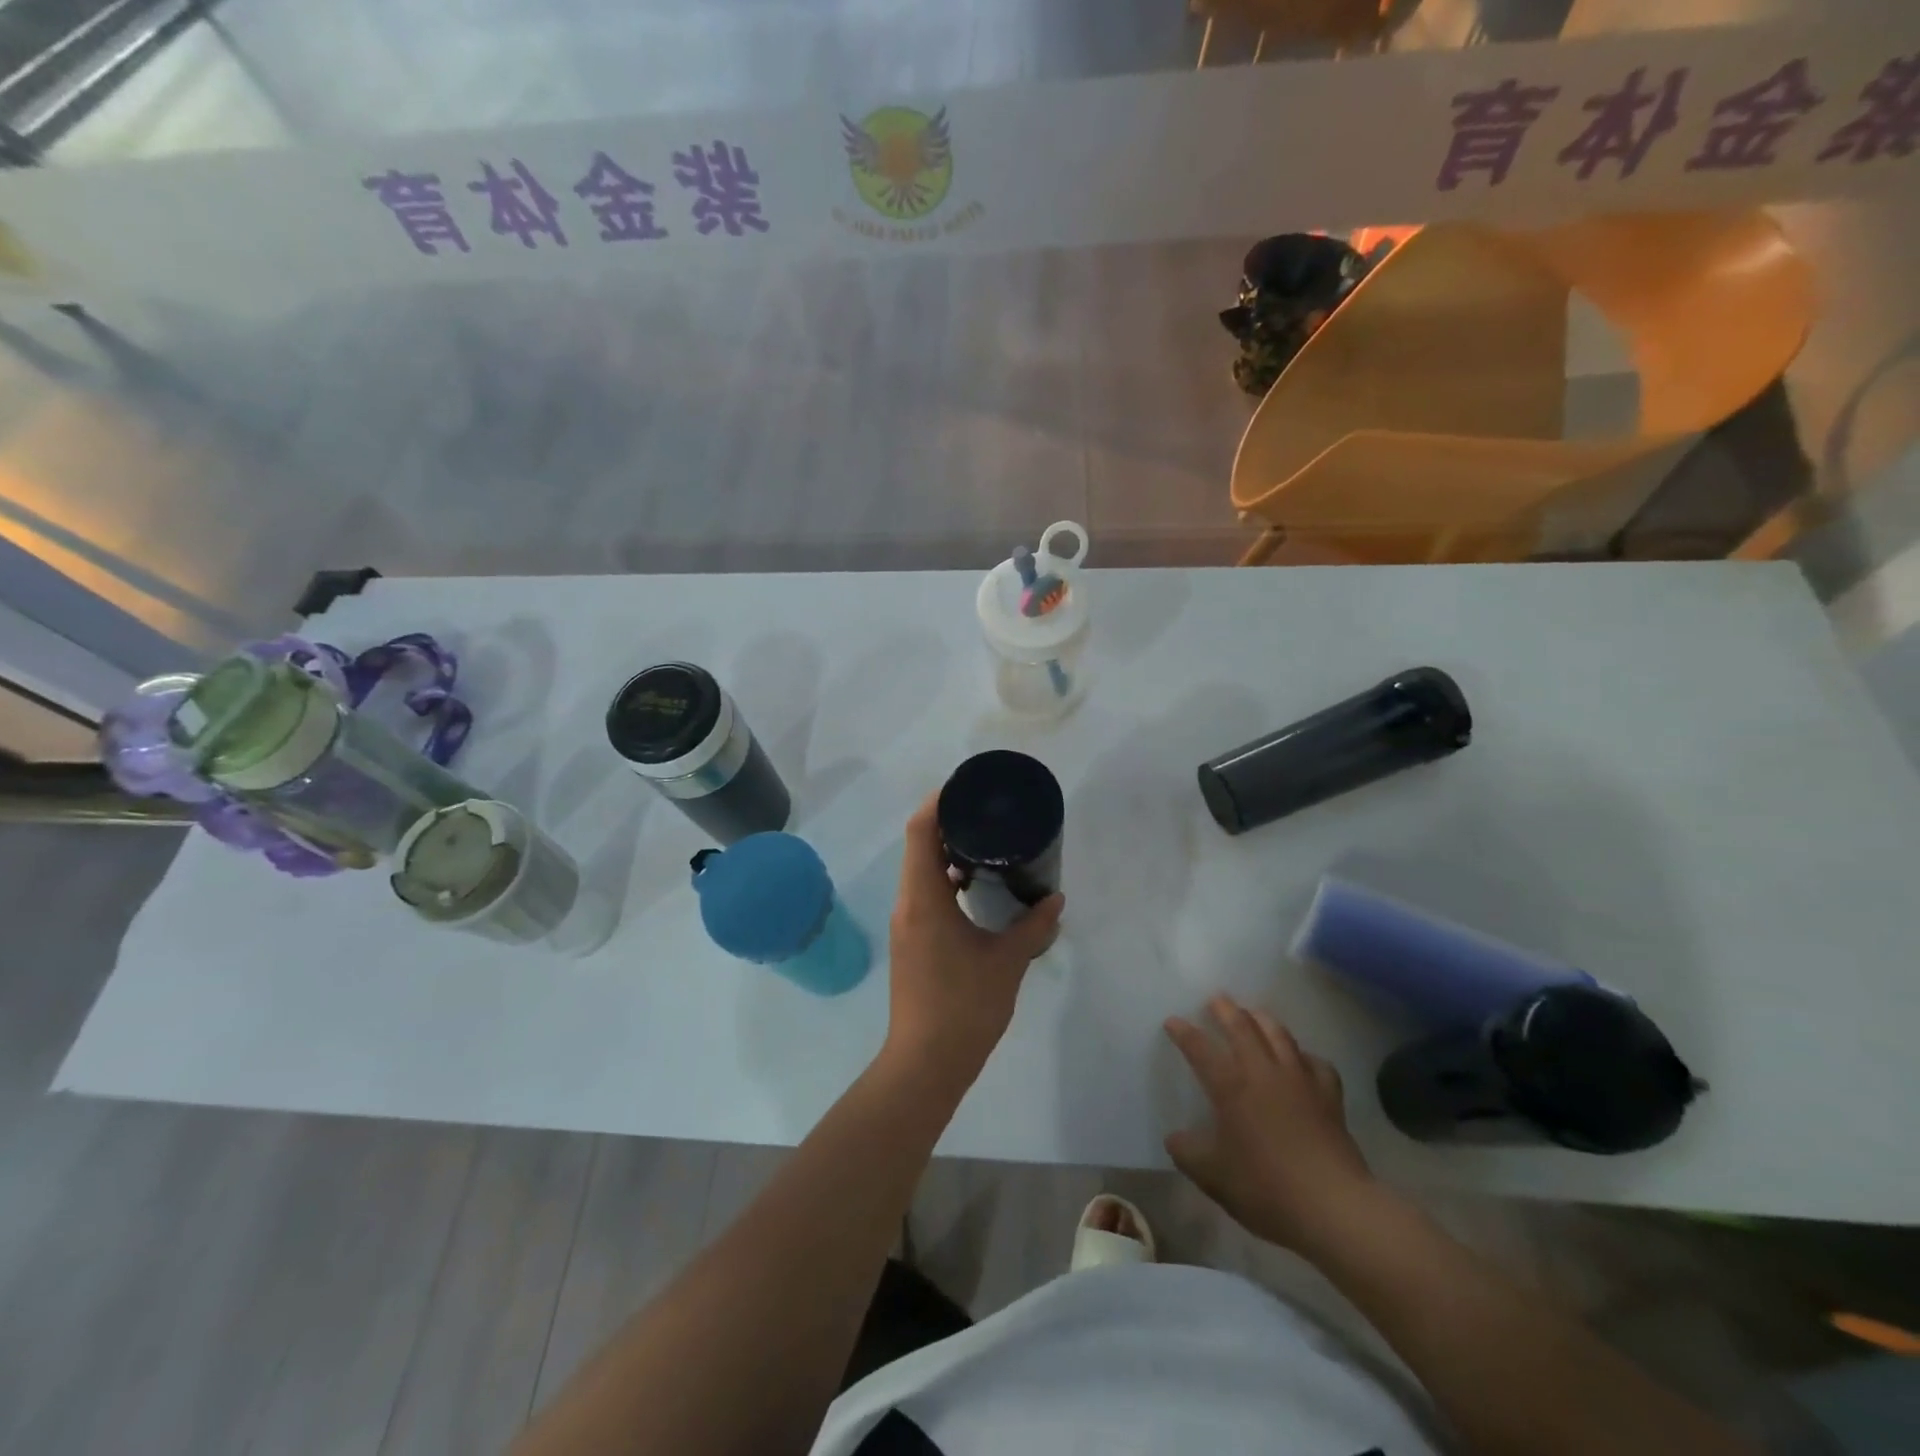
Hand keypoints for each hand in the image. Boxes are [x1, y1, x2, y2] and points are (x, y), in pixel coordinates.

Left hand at [883, 795, 1062, 1087]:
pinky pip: (923, 893)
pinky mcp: (910, 940)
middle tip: (988, 814)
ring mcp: (905, 923)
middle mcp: (907, 903)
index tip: (967, 789)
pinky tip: (975, 890)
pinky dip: (944, 881)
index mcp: (923, 899)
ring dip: (946, 854)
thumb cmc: (964, 1007)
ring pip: (919, 871)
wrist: (925, 1063)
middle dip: (949, 824)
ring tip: (986, 846)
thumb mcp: (1007, 963)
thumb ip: (1034, 927)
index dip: (939, 801)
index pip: (921, 831)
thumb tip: (1056, 900)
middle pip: (919, 845)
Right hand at [1165, 996, 1377, 1255]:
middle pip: (1243, 1028)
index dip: (1184, 1032)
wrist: (1333, 1207)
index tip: (1172, 1020)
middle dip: (1226, 1010)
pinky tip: (1301, 1059)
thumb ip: (1188, 1153)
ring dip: (1263, 1019)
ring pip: (1280, 1035)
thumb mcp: (1213, 1176)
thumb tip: (1175, 1138)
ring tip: (1254, 1012)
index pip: (1200, 1049)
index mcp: (1231, 1087)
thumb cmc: (1266, 1188)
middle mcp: (1263, 1073)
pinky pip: (1316, 1063)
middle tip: (1216, 999)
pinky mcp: (1329, 1097)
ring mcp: (1300, 1081)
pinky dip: (1304, 1055)